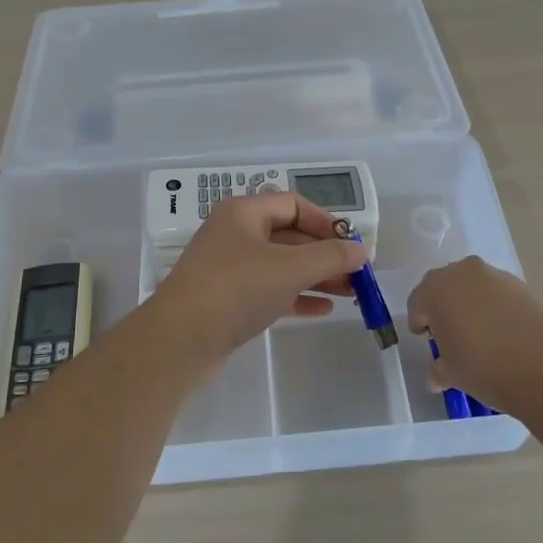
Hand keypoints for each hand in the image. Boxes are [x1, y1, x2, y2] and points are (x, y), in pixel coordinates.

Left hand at [153, 193, 368, 359]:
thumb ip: (331, 256)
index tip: (352, 244)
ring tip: (350, 294)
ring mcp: (229, 268)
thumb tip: (361, 249)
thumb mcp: (290, 268)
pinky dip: (296, 296)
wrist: (180, 339)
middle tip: (357, 274)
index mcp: (243, 212)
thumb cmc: (237, 289)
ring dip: (315, 276)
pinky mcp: (228, 299)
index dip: (326, 221)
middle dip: (325, 254)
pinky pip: (269, 290)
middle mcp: (235, 234)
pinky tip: (322, 310)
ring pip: (281, 265)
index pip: (293, 204)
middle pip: (289, 236)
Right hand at [407, 256, 542, 405]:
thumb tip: (437, 375)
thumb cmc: (482, 365)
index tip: (428, 340)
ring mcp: (495, 275)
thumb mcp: (451, 374)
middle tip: (451, 335)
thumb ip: (438, 369)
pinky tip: (504, 334)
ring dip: (471, 305)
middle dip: (444, 307)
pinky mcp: (522, 284)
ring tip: (480, 336)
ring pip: (473, 287)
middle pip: (445, 287)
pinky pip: (498, 294)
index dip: (420, 322)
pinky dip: (495, 308)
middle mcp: (462, 273)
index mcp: (435, 289)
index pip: (418, 302)